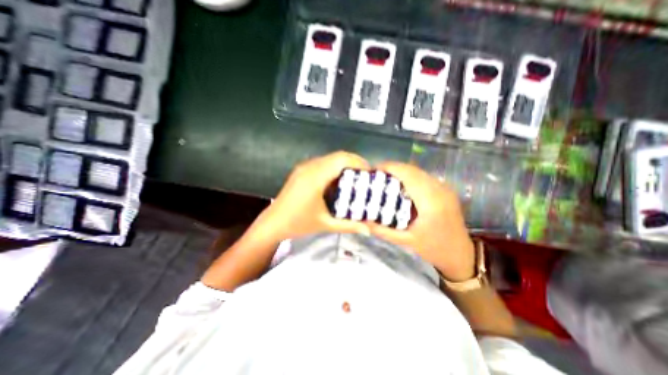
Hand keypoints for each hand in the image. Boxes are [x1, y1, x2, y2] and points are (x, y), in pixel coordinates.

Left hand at [253, 151, 372, 243]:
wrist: (273, 222)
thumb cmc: (298, 223)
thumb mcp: (326, 224)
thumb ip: (349, 226)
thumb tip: (369, 229)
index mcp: (315, 177)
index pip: (342, 159)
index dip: (358, 162)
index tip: (370, 173)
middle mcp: (310, 166)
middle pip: (338, 156)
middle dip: (355, 163)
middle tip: (366, 176)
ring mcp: (304, 166)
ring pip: (331, 158)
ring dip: (345, 164)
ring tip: (356, 178)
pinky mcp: (302, 170)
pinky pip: (323, 162)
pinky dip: (335, 167)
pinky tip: (339, 180)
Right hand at [371, 161, 473, 280]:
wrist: (461, 254)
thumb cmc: (434, 248)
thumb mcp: (406, 241)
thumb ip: (383, 230)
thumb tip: (363, 220)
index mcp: (430, 202)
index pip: (408, 174)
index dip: (390, 168)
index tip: (373, 169)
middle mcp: (439, 189)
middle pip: (412, 169)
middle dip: (393, 168)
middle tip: (376, 175)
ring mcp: (444, 187)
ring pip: (418, 170)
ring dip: (401, 171)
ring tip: (385, 178)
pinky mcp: (445, 189)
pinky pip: (424, 176)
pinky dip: (410, 175)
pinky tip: (401, 184)